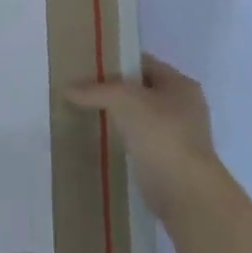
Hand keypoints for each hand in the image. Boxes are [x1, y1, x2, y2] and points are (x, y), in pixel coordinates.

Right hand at [66, 55, 226, 209]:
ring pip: (139, 117)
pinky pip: (138, 140)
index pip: (145, 63)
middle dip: (113, 90)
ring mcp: (177, 135)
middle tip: (81, 91)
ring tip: (84, 113)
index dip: (117, 62)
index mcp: (181, 84)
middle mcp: (183, 106)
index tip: (88, 67)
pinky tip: (100, 139)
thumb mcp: (124, 100)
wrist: (184, 190)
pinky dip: (121, 139)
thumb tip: (67, 89)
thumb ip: (96, 90)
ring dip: (116, 116)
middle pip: (141, 90)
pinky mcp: (166, 159)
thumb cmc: (161, 134)